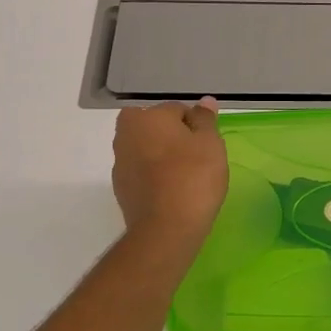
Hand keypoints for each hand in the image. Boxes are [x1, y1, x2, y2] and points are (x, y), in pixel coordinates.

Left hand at [113, 99, 228, 241]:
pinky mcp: (121, 189)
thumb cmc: (193, 177)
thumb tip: (204, 102)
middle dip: (174, 138)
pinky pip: (142, 173)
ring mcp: (120, 163)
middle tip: (197, 158)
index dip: (196, 125)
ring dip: (163, 157)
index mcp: (145, 117)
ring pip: (147, 150)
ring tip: (187, 177)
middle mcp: (125, 135)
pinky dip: (155, 177)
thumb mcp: (210, 143)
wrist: (166, 229)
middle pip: (156, 128)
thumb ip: (205, 119)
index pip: (176, 109)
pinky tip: (172, 193)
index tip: (208, 145)